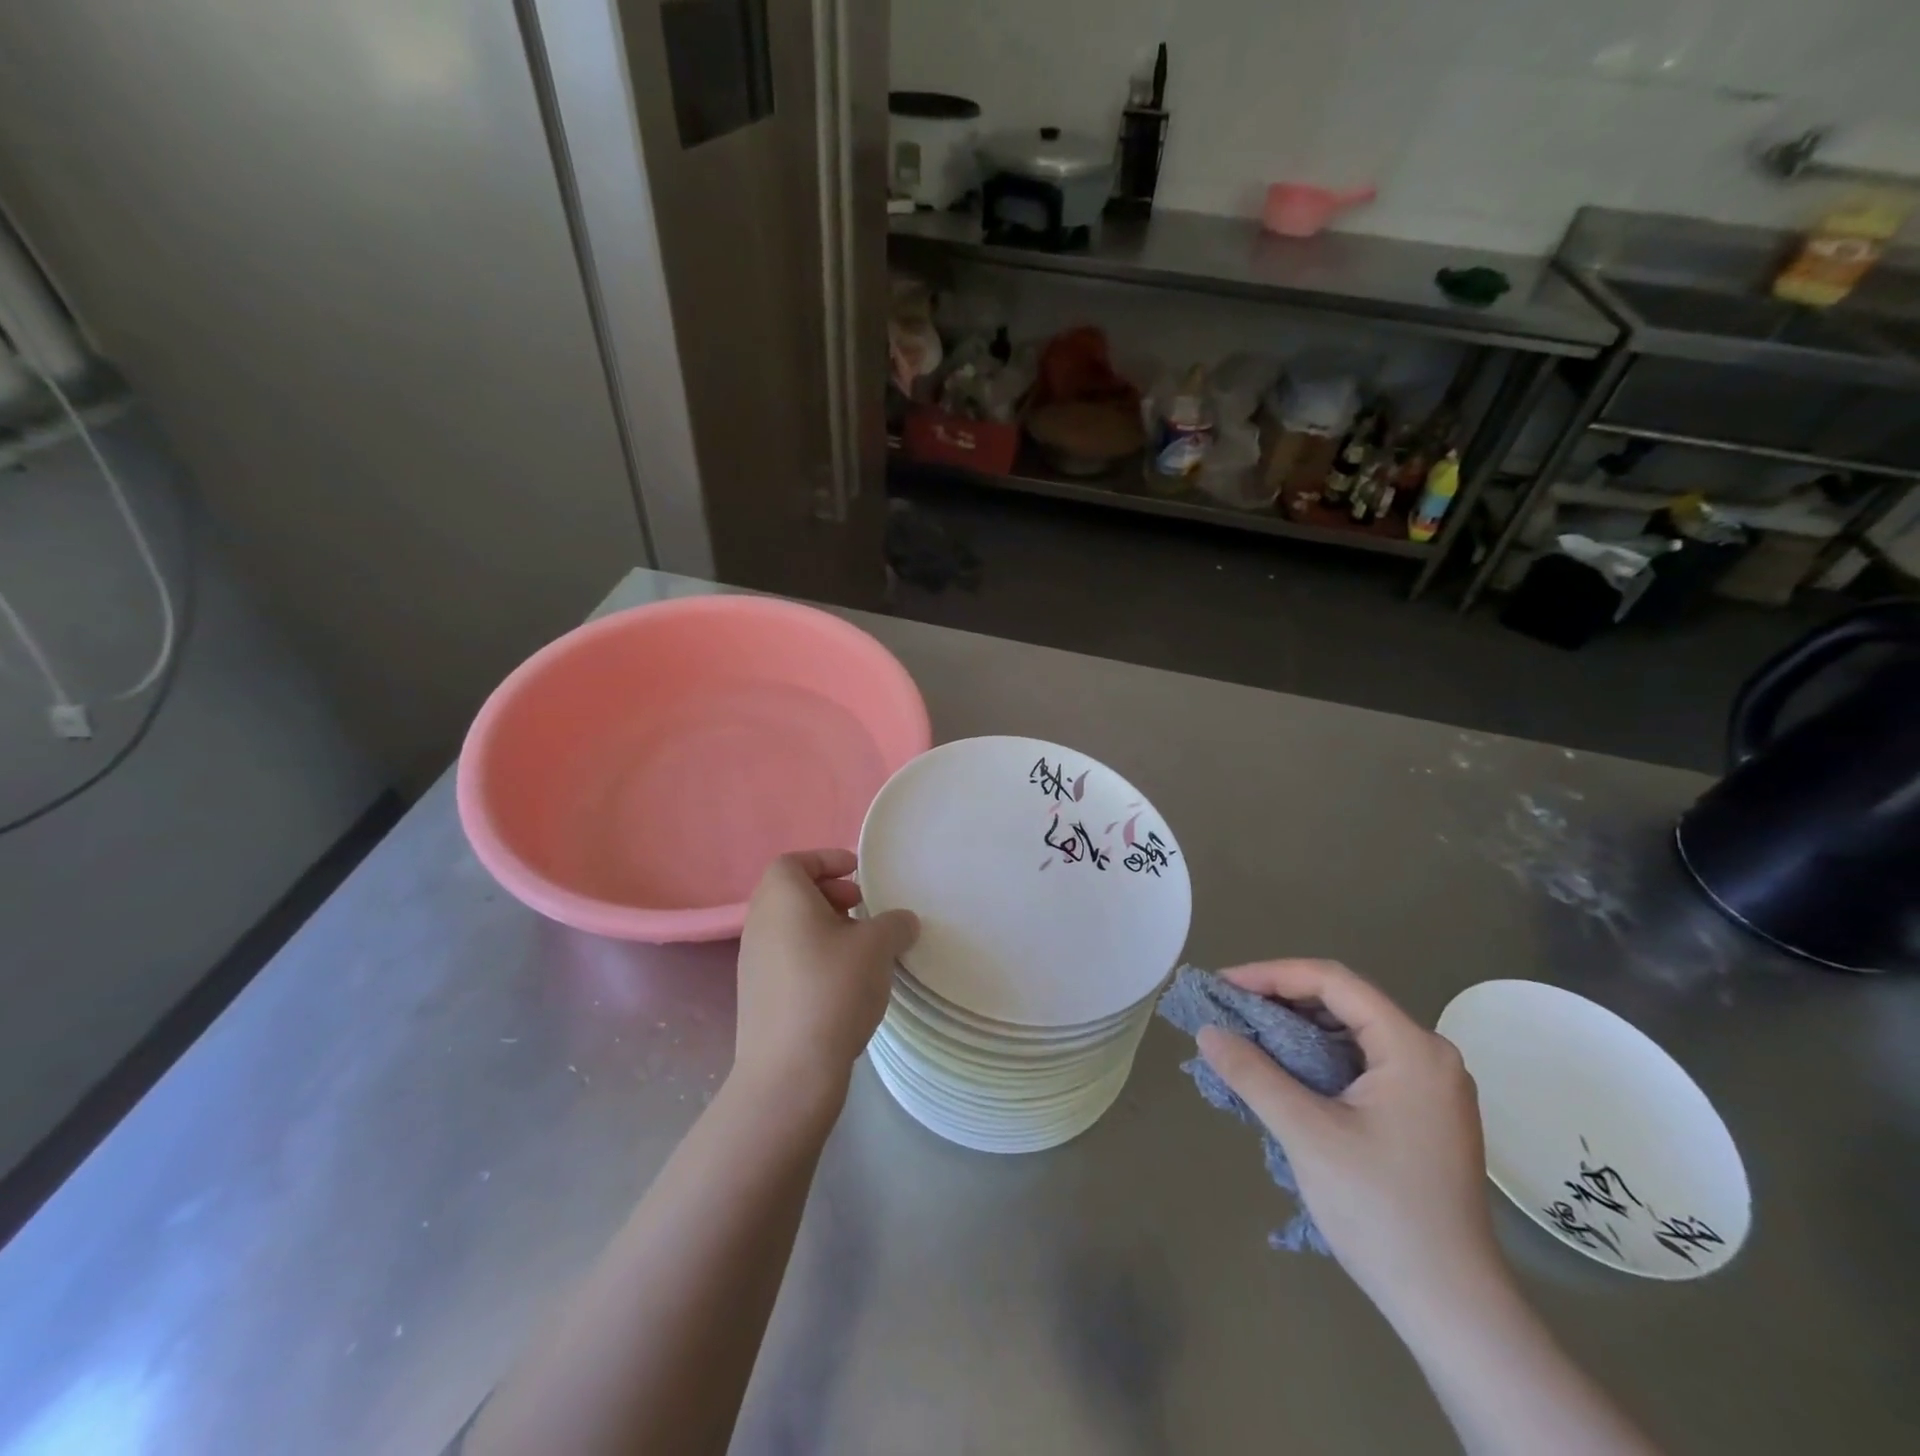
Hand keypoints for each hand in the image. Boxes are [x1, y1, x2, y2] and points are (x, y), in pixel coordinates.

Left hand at [733, 850, 918, 1106]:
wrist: (790, 1071)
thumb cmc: (832, 989)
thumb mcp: (877, 947)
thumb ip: (894, 923)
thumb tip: (902, 921)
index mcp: (781, 899)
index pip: (794, 861)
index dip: (826, 860)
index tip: (858, 874)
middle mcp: (759, 923)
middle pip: (792, 893)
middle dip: (830, 894)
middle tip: (863, 909)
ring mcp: (753, 962)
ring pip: (790, 927)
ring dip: (825, 927)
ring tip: (861, 948)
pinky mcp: (758, 996)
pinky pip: (787, 957)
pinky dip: (814, 955)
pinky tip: (844, 982)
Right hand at [1197, 959, 1502, 1326]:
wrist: (1452, 1309)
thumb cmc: (1381, 1212)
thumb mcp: (1306, 1135)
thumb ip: (1253, 1074)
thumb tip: (1207, 1031)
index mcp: (1413, 1048)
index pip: (1333, 982)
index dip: (1272, 974)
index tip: (1223, 985)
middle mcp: (1428, 1054)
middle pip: (1343, 1002)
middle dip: (1281, 999)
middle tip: (1228, 1009)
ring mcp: (1429, 1085)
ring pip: (1350, 1032)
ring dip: (1296, 1029)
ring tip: (1246, 1036)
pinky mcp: (1420, 1112)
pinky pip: (1360, 1062)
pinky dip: (1316, 1057)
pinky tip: (1282, 1070)